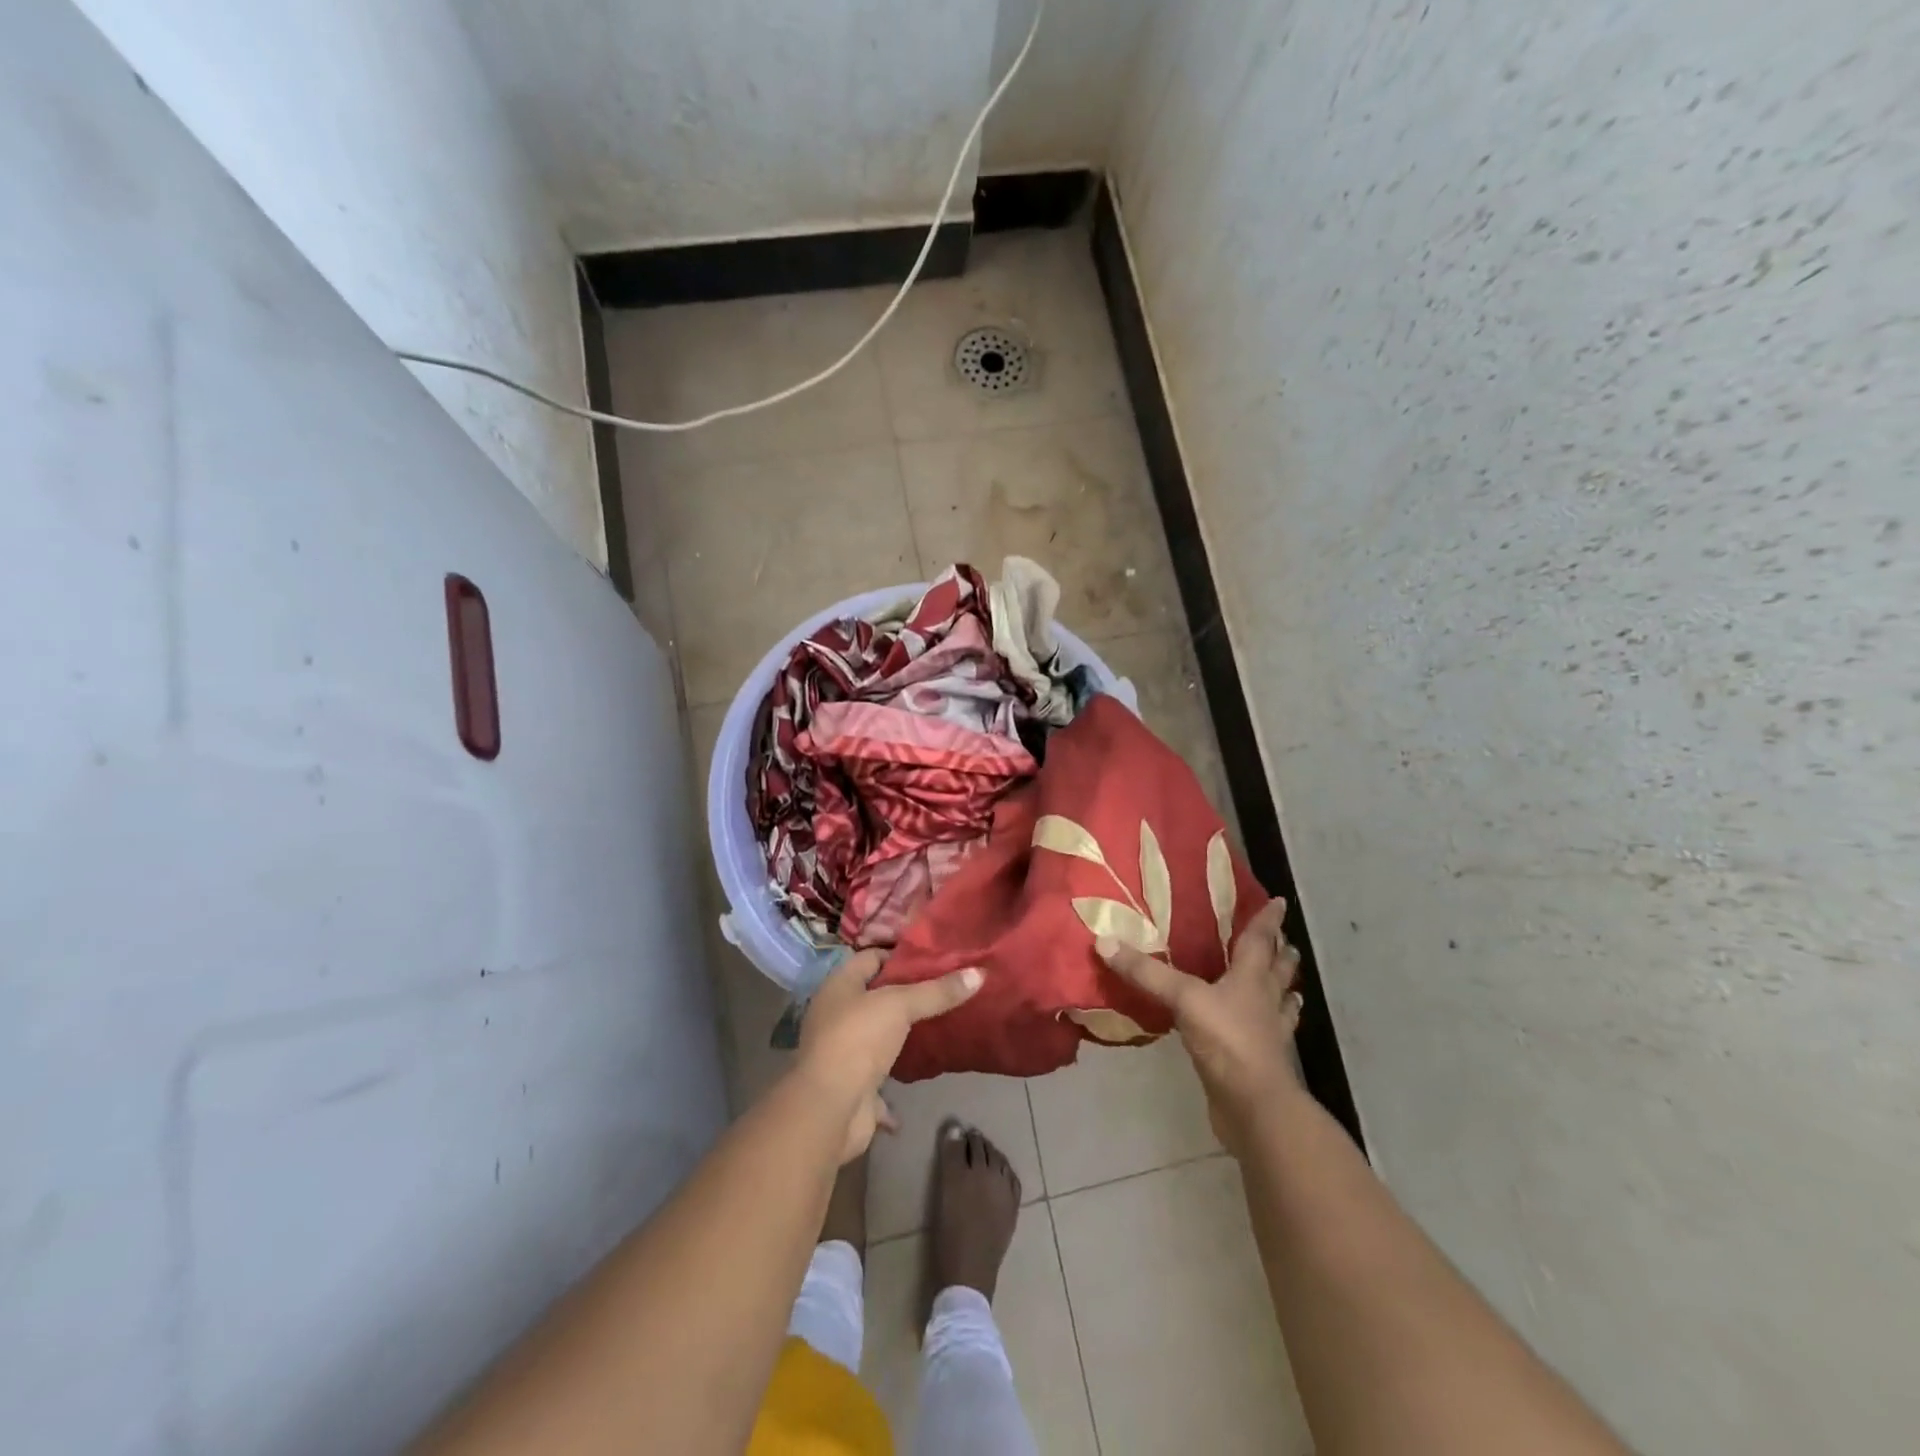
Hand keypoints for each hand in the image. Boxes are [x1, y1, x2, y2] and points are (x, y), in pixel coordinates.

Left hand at [795, 951, 983, 1162]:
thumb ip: (937, 991)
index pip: (872, 957)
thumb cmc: (857, 1040)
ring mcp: (844, 1049)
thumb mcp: (900, 1006)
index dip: (902, 954)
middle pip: (877, 994)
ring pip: (880, 1031)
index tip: (936, 956)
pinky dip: (902, 1069)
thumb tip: (980, 973)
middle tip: (947, 986)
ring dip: (905, 1031)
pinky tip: (928, 1064)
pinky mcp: (854, 1082)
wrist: (829, 1109)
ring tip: (943, 1020)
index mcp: (839, 985)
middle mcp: (837, 1013)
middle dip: (909, 992)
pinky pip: (883, 1069)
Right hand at [1098, 897, 1303, 1154]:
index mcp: (1252, 979)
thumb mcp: (1183, 999)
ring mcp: (1268, 1035)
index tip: (1280, 902)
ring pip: (1281, 1005)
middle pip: (1278, 972)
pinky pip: (1269, 1036)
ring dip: (1284, 992)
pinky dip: (1270, 1029)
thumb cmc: (1227, 1041)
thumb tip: (1104, 941)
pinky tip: (1266, 1031)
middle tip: (1284, 941)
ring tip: (1287, 986)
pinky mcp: (1261, 1063)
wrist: (1255, 1107)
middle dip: (1281, 955)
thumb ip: (1147, 973)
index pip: (1261, 941)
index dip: (1268, 921)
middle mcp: (1265, 1002)